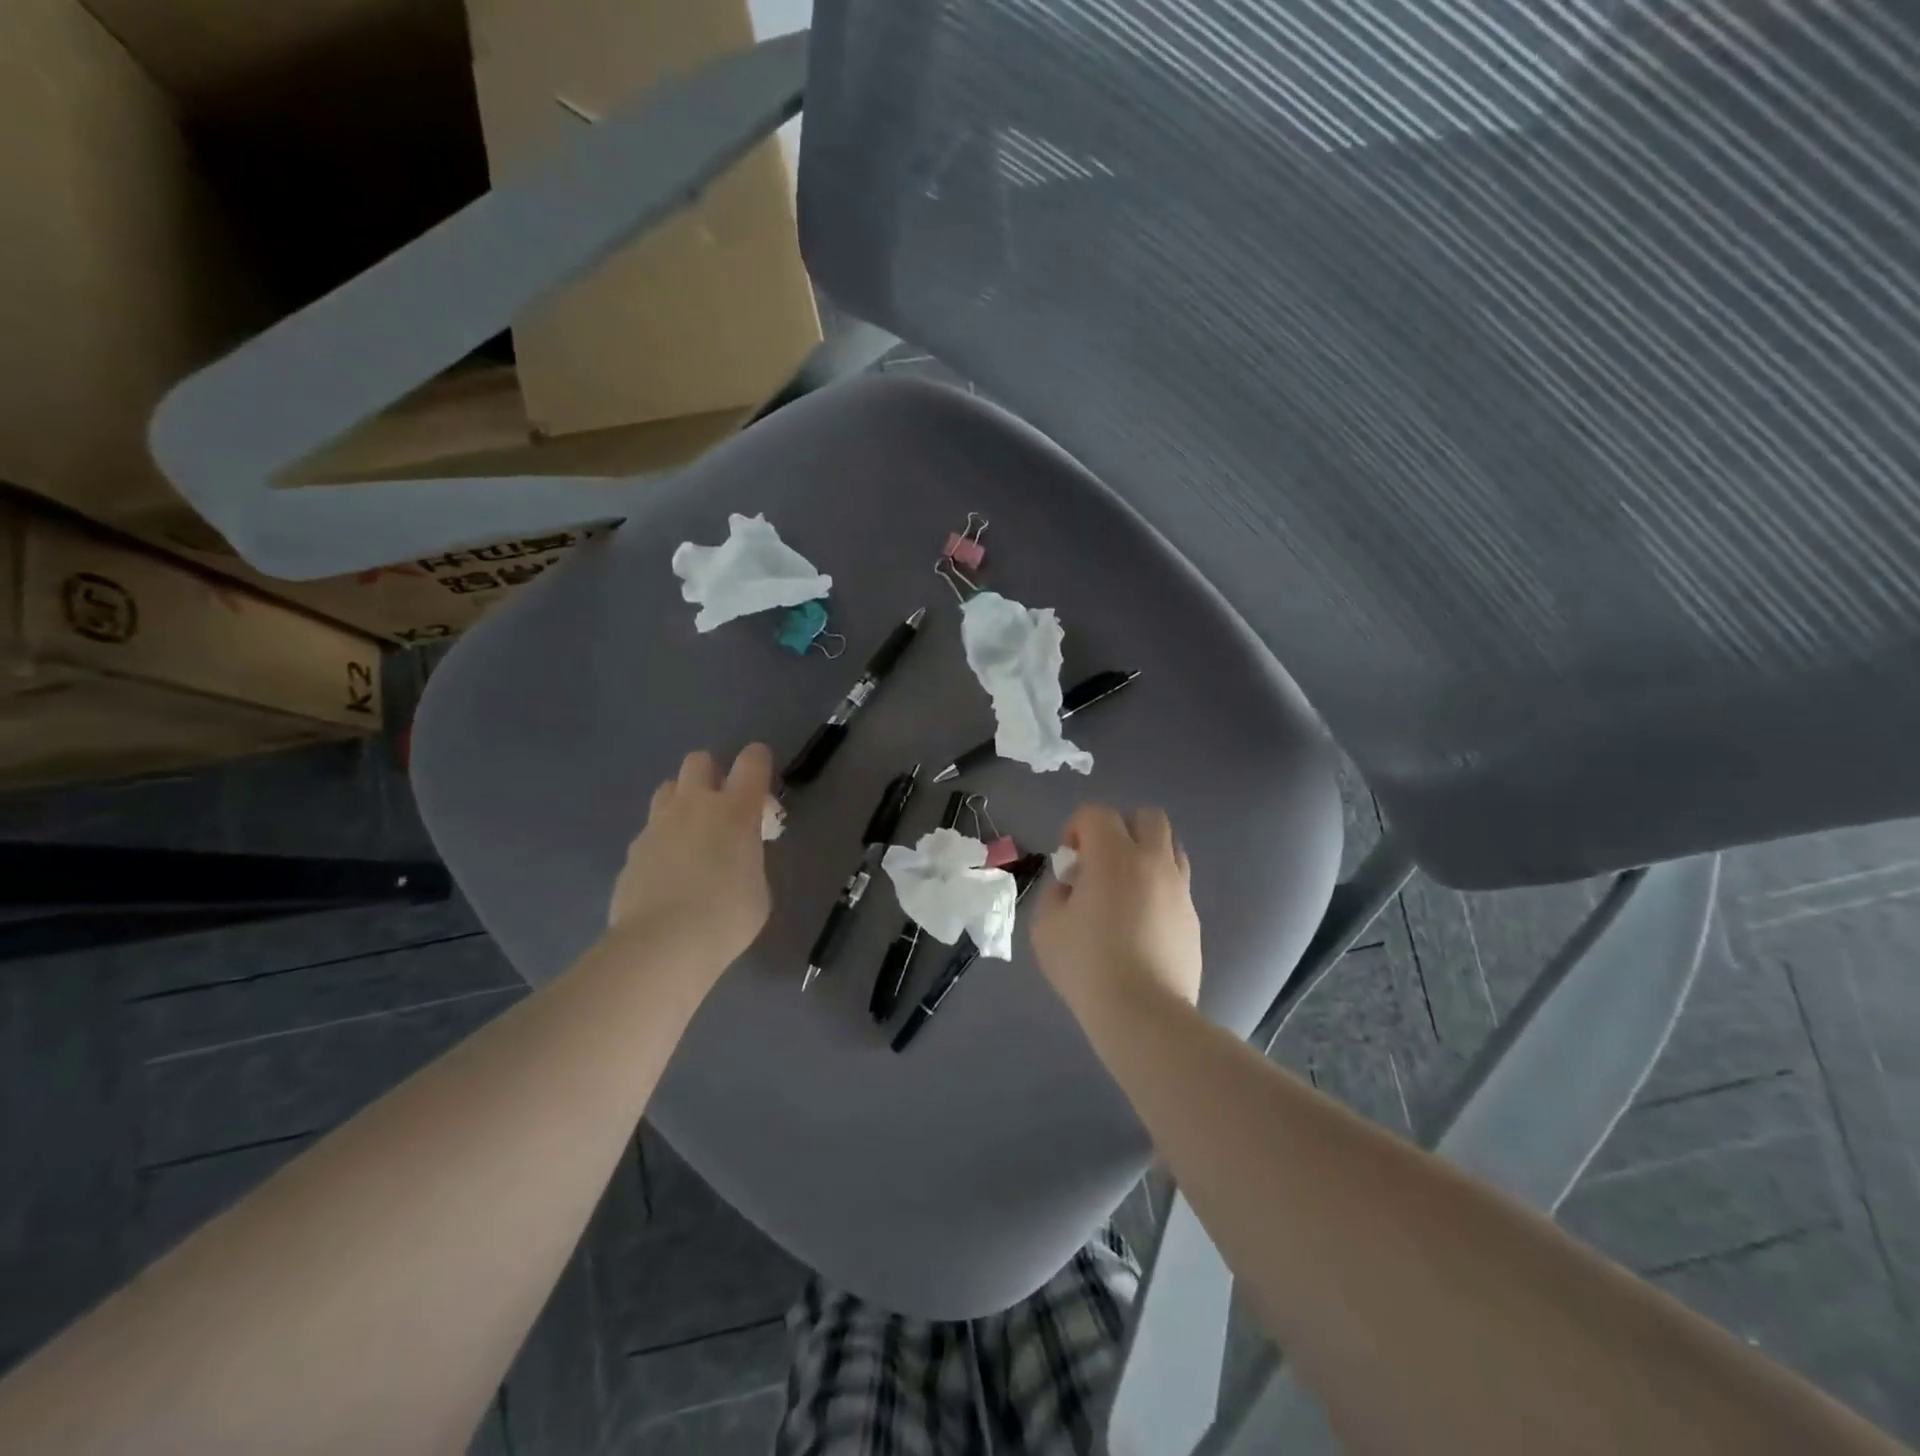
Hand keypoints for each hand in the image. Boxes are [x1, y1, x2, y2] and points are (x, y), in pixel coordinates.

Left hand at [608, 745, 773, 970]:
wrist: (662, 945)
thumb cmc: (726, 917)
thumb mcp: (759, 889)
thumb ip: (749, 861)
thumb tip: (734, 859)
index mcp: (735, 811)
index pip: (752, 761)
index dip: (759, 762)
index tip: (762, 780)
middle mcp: (694, 806)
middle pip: (699, 761)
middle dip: (712, 775)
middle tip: (722, 808)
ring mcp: (658, 826)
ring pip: (668, 789)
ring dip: (682, 802)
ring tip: (692, 836)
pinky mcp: (632, 851)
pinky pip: (651, 831)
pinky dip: (662, 842)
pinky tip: (668, 873)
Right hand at [1031, 804, 1201, 1022]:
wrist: (1143, 1013)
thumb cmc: (1087, 965)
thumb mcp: (1046, 926)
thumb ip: (1056, 893)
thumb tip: (1073, 886)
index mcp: (1114, 856)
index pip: (1096, 813)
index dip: (1075, 828)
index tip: (1068, 860)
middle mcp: (1153, 862)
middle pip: (1147, 817)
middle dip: (1120, 829)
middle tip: (1100, 863)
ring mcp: (1180, 889)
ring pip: (1170, 846)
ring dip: (1145, 854)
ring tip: (1125, 889)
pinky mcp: (1193, 917)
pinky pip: (1177, 884)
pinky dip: (1158, 888)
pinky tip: (1141, 922)